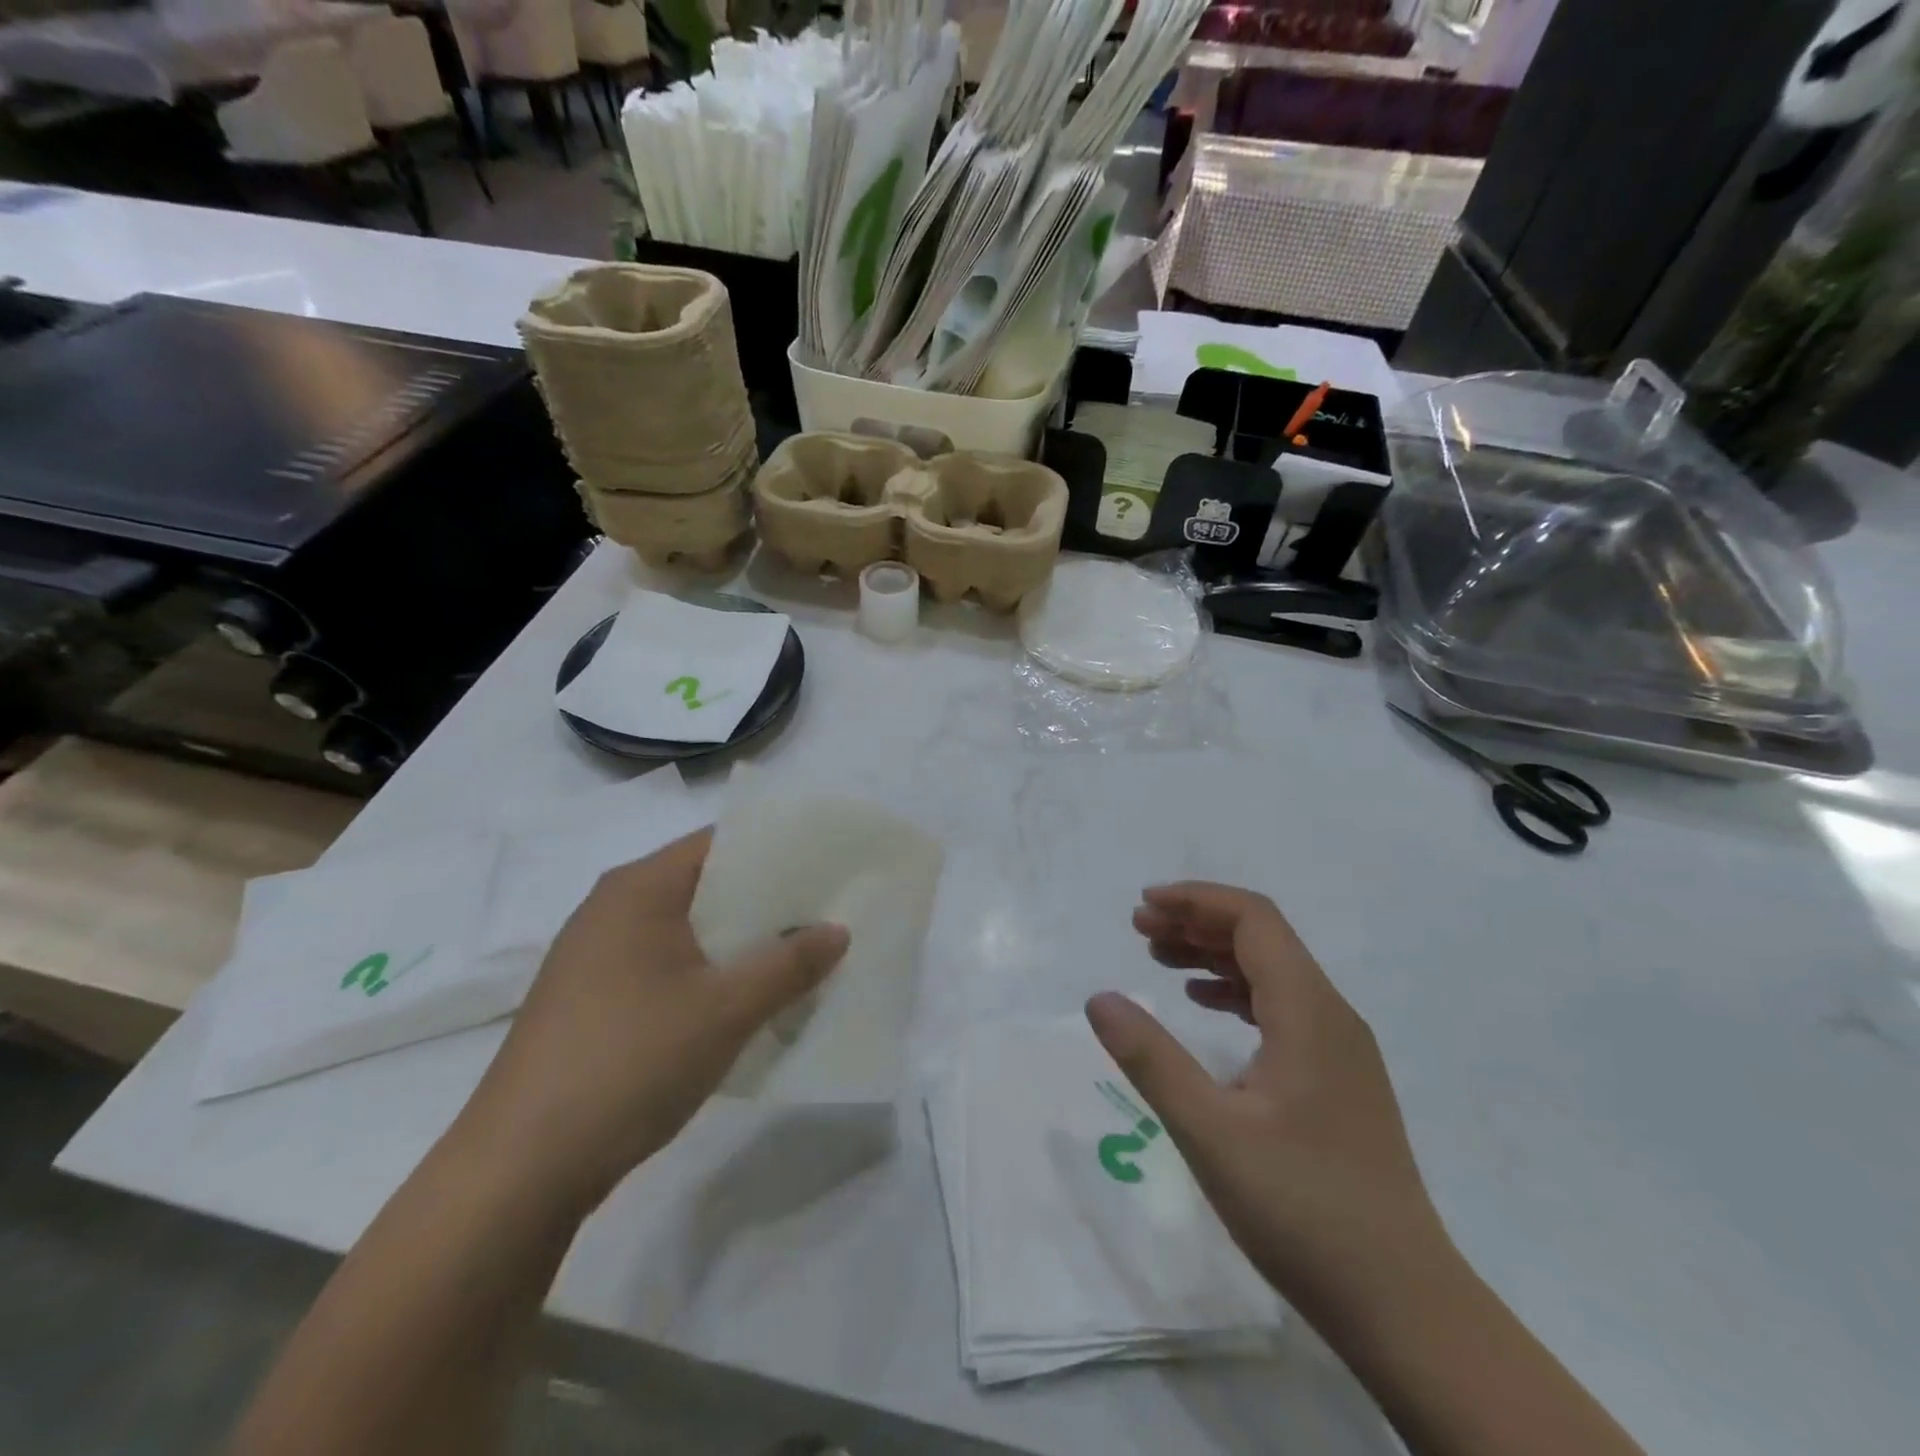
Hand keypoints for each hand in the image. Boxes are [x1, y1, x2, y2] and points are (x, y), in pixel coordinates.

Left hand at [458, 828, 848, 1212]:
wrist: (520, 1169)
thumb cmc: (630, 1061)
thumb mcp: (727, 1010)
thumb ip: (790, 964)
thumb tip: (839, 930)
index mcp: (639, 888)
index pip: (720, 842)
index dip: (777, 847)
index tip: (827, 862)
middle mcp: (612, 909)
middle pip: (706, 885)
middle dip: (767, 900)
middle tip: (828, 909)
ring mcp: (597, 958)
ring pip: (689, 931)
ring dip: (741, 942)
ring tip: (801, 954)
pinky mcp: (593, 1002)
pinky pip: (668, 967)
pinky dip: (711, 973)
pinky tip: (747, 1000)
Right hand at [1086, 882, 1450, 1326]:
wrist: (1404, 1304)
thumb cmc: (1302, 1209)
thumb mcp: (1210, 1132)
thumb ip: (1150, 1059)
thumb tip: (1099, 999)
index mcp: (1308, 1011)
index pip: (1253, 919)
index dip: (1196, 901)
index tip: (1143, 907)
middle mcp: (1331, 1015)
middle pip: (1263, 938)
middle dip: (1198, 922)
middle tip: (1140, 930)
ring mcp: (1340, 1049)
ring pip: (1272, 973)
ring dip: (1214, 955)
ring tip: (1160, 960)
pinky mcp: (1338, 1079)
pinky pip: (1282, 1008)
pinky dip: (1236, 992)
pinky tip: (1204, 1006)